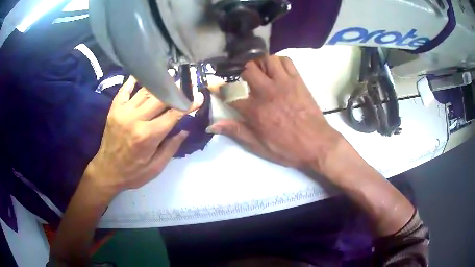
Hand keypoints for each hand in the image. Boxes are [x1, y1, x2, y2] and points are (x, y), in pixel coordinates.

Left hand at [85, 76, 202, 194]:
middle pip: (160, 98)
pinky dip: (134, 80)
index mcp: (148, 136)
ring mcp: (123, 112)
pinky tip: (143, 73)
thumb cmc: (133, 173)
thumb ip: (171, 148)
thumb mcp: (156, 167)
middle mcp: (136, 119)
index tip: (199, 97)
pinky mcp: (114, 109)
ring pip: (145, 91)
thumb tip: (185, 130)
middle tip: (187, 80)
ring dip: (159, 81)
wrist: (106, 171)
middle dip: (176, 89)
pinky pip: (125, 90)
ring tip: (170, 74)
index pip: (173, 114)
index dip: (188, 104)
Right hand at [208, 55, 342, 169]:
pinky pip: (286, 61)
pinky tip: (277, 70)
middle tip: (244, 79)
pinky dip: (279, 61)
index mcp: (255, 110)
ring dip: (260, 63)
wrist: (318, 144)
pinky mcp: (298, 80)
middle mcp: (267, 92)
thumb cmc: (288, 148)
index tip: (215, 84)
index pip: (230, 93)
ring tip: (261, 72)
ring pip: (267, 59)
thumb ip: (236, 132)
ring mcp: (284, 83)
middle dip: (241, 72)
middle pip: (248, 69)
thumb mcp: (259, 146)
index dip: (219, 87)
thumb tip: (212, 125)